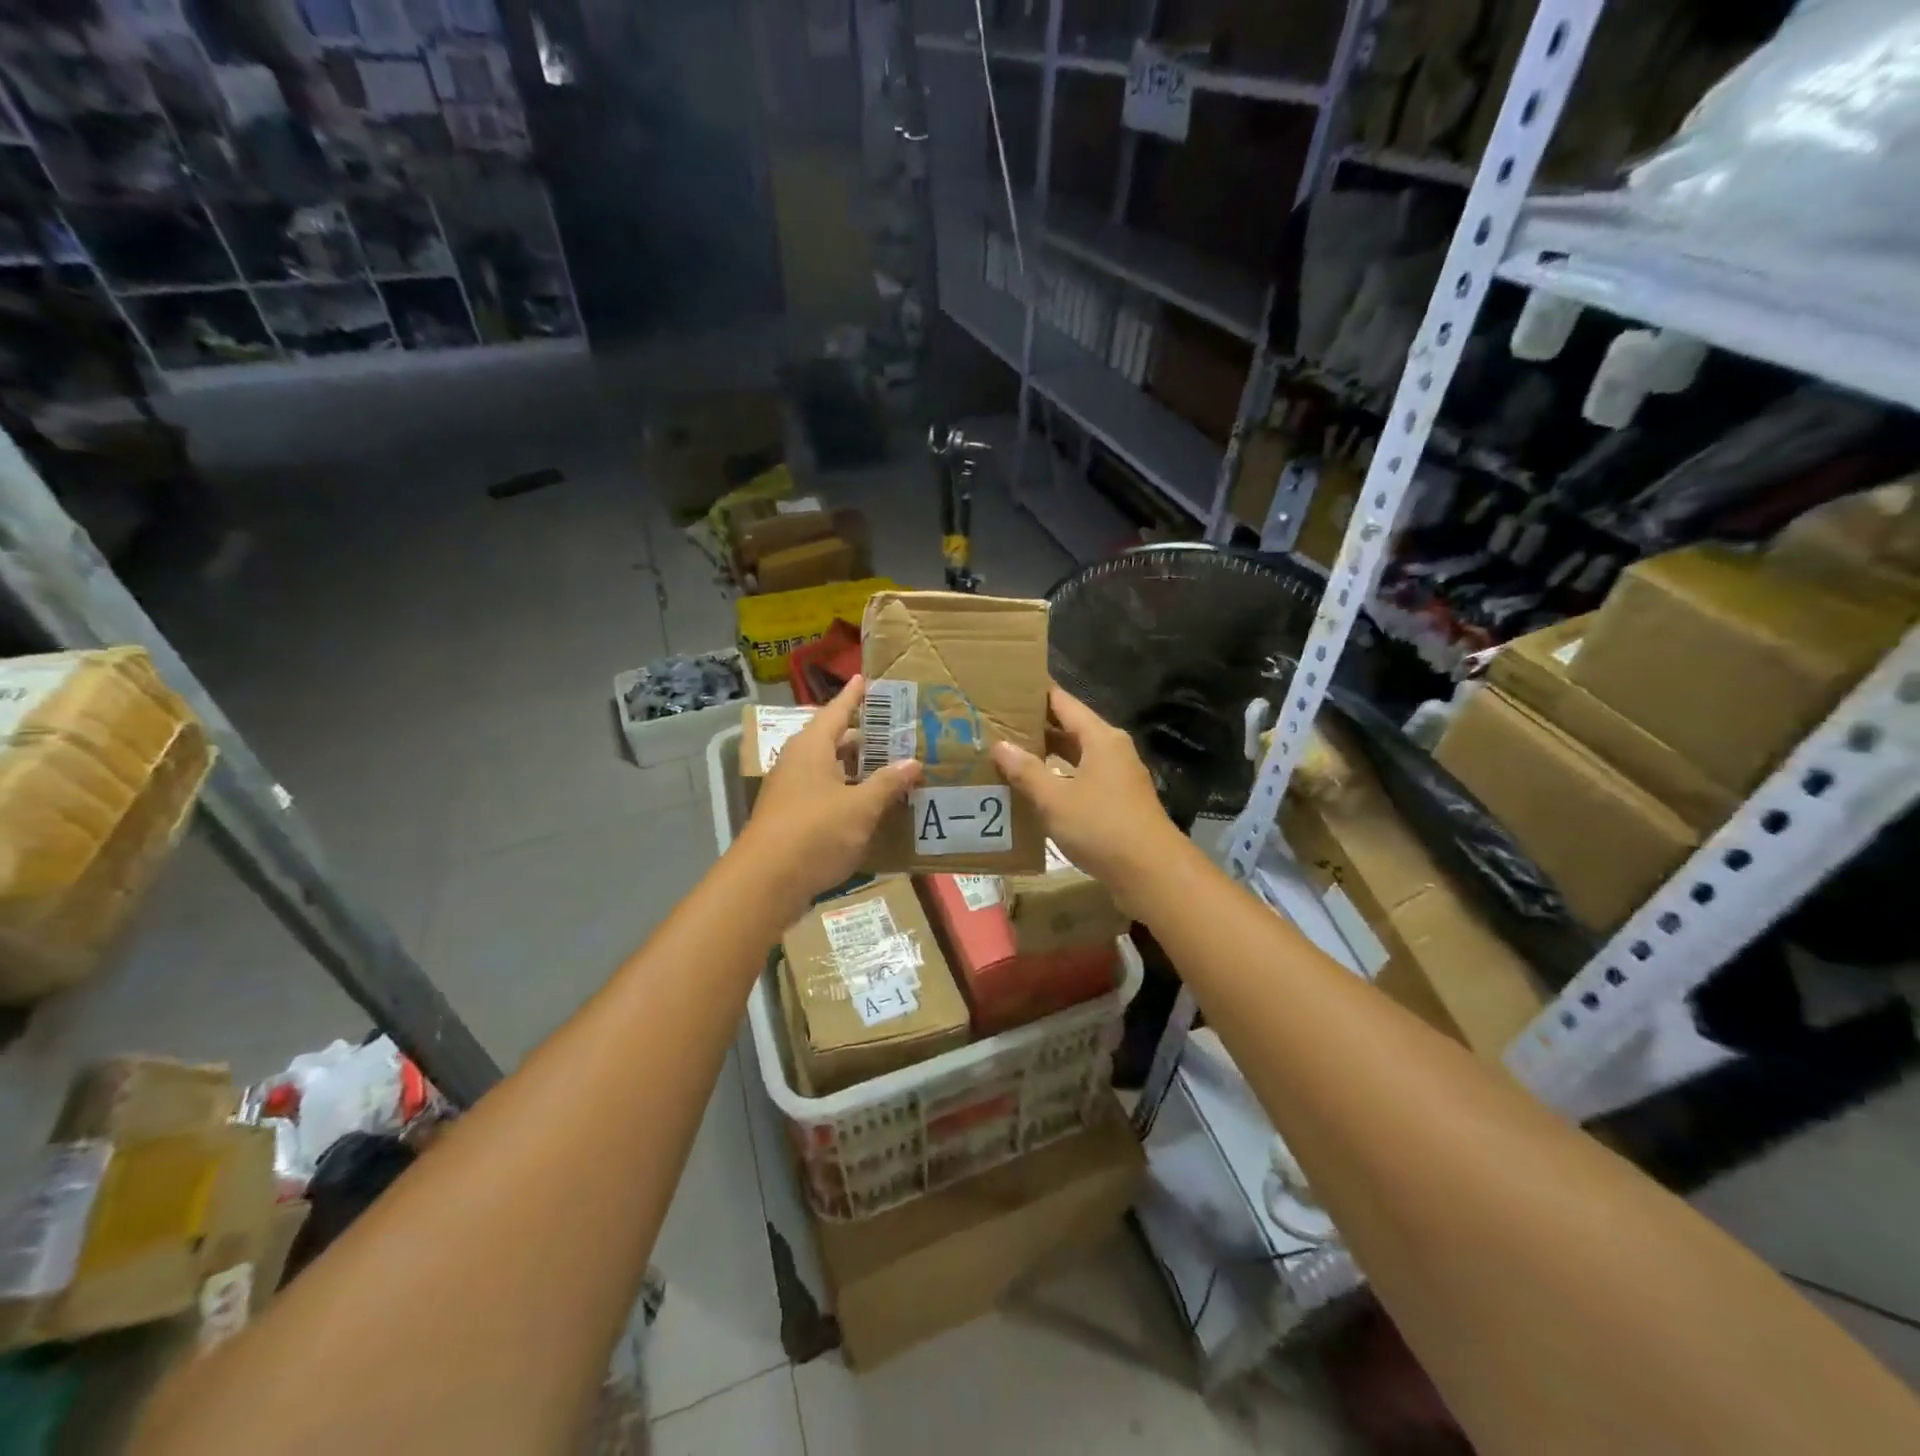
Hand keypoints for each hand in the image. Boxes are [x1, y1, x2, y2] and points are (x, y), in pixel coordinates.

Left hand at [737, 675, 921, 911]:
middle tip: (892, 730)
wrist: (766, 881)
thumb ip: (887, 783)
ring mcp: (790, 789)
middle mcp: (797, 761)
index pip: (836, 711)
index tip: (866, 679)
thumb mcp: (861, 807)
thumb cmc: (816, 832)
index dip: (854, 696)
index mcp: (812, 747)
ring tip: (886, 766)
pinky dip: (845, 791)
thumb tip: (913, 763)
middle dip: (860, 736)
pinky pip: (823, 792)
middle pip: (831, 739)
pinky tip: (866, 804)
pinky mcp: (789, 816)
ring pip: (827, 768)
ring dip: (854, 767)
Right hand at [990, 686, 1183, 909]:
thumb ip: (1026, 770)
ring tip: (1009, 754)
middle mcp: (1112, 749)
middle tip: (997, 724)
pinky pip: (1081, 778)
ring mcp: (1117, 776)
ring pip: (1076, 755)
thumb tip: (1000, 745)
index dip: (1035, 694)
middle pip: (1070, 727)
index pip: (1063, 702)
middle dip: (1036, 726)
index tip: (1005, 690)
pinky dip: (1058, 778)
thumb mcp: (1055, 799)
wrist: (1151, 872)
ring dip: (1046, 755)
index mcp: (1100, 738)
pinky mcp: (1117, 801)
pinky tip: (1034, 789)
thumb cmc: (1102, 827)